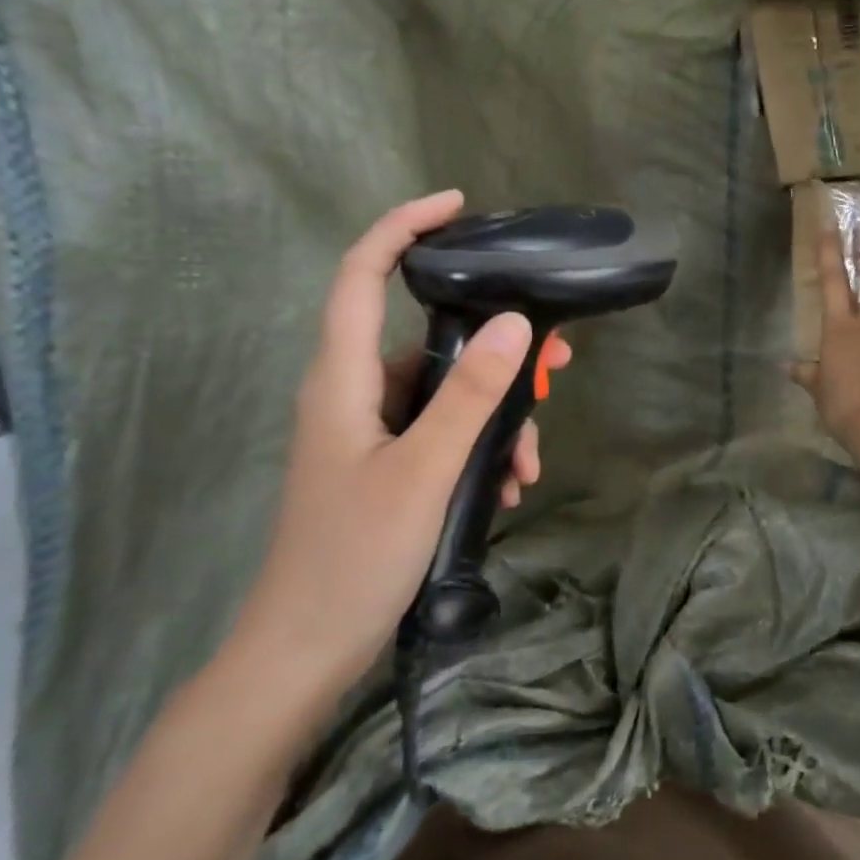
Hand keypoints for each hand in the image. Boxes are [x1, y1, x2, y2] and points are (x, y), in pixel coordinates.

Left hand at [226, 190, 559, 704]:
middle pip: (426, 336)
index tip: (457, 206)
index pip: (362, 274)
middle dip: (493, 343)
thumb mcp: (423, 473)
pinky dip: (479, 446)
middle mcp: (353, 392)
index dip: (403, 228)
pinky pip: (442, 432)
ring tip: (533, 455)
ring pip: (445, 392)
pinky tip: (511, 484)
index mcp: (343, 378)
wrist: (304, 653)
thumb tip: (514, 323)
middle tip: (556, 357)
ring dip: (495, 412)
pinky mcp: (387, 463)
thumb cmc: (352, 558)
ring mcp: (371, 431)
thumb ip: (469, 397)